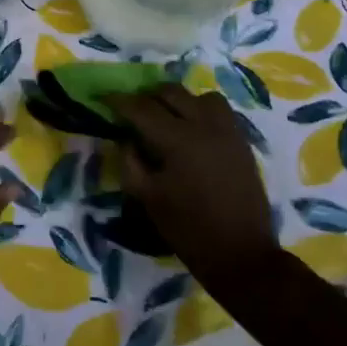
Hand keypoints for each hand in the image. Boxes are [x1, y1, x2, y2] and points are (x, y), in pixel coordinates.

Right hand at [106, 85, 277, 266]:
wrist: (240, 253)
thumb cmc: (187, 228)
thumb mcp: (147, 197)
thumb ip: (131, 163)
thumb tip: (126, 140)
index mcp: (178, 140)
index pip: (142, 108)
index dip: (119, 101)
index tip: (103, 99)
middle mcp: (205, 126)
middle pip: (172, 93)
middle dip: (147, 96)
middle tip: (132, 110)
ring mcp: (229, 132)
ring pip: (200, 96)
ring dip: (179, 100)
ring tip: (167, 116)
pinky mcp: (242, 143)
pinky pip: (220, 112)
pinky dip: (201, 111)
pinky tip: (192, 132)